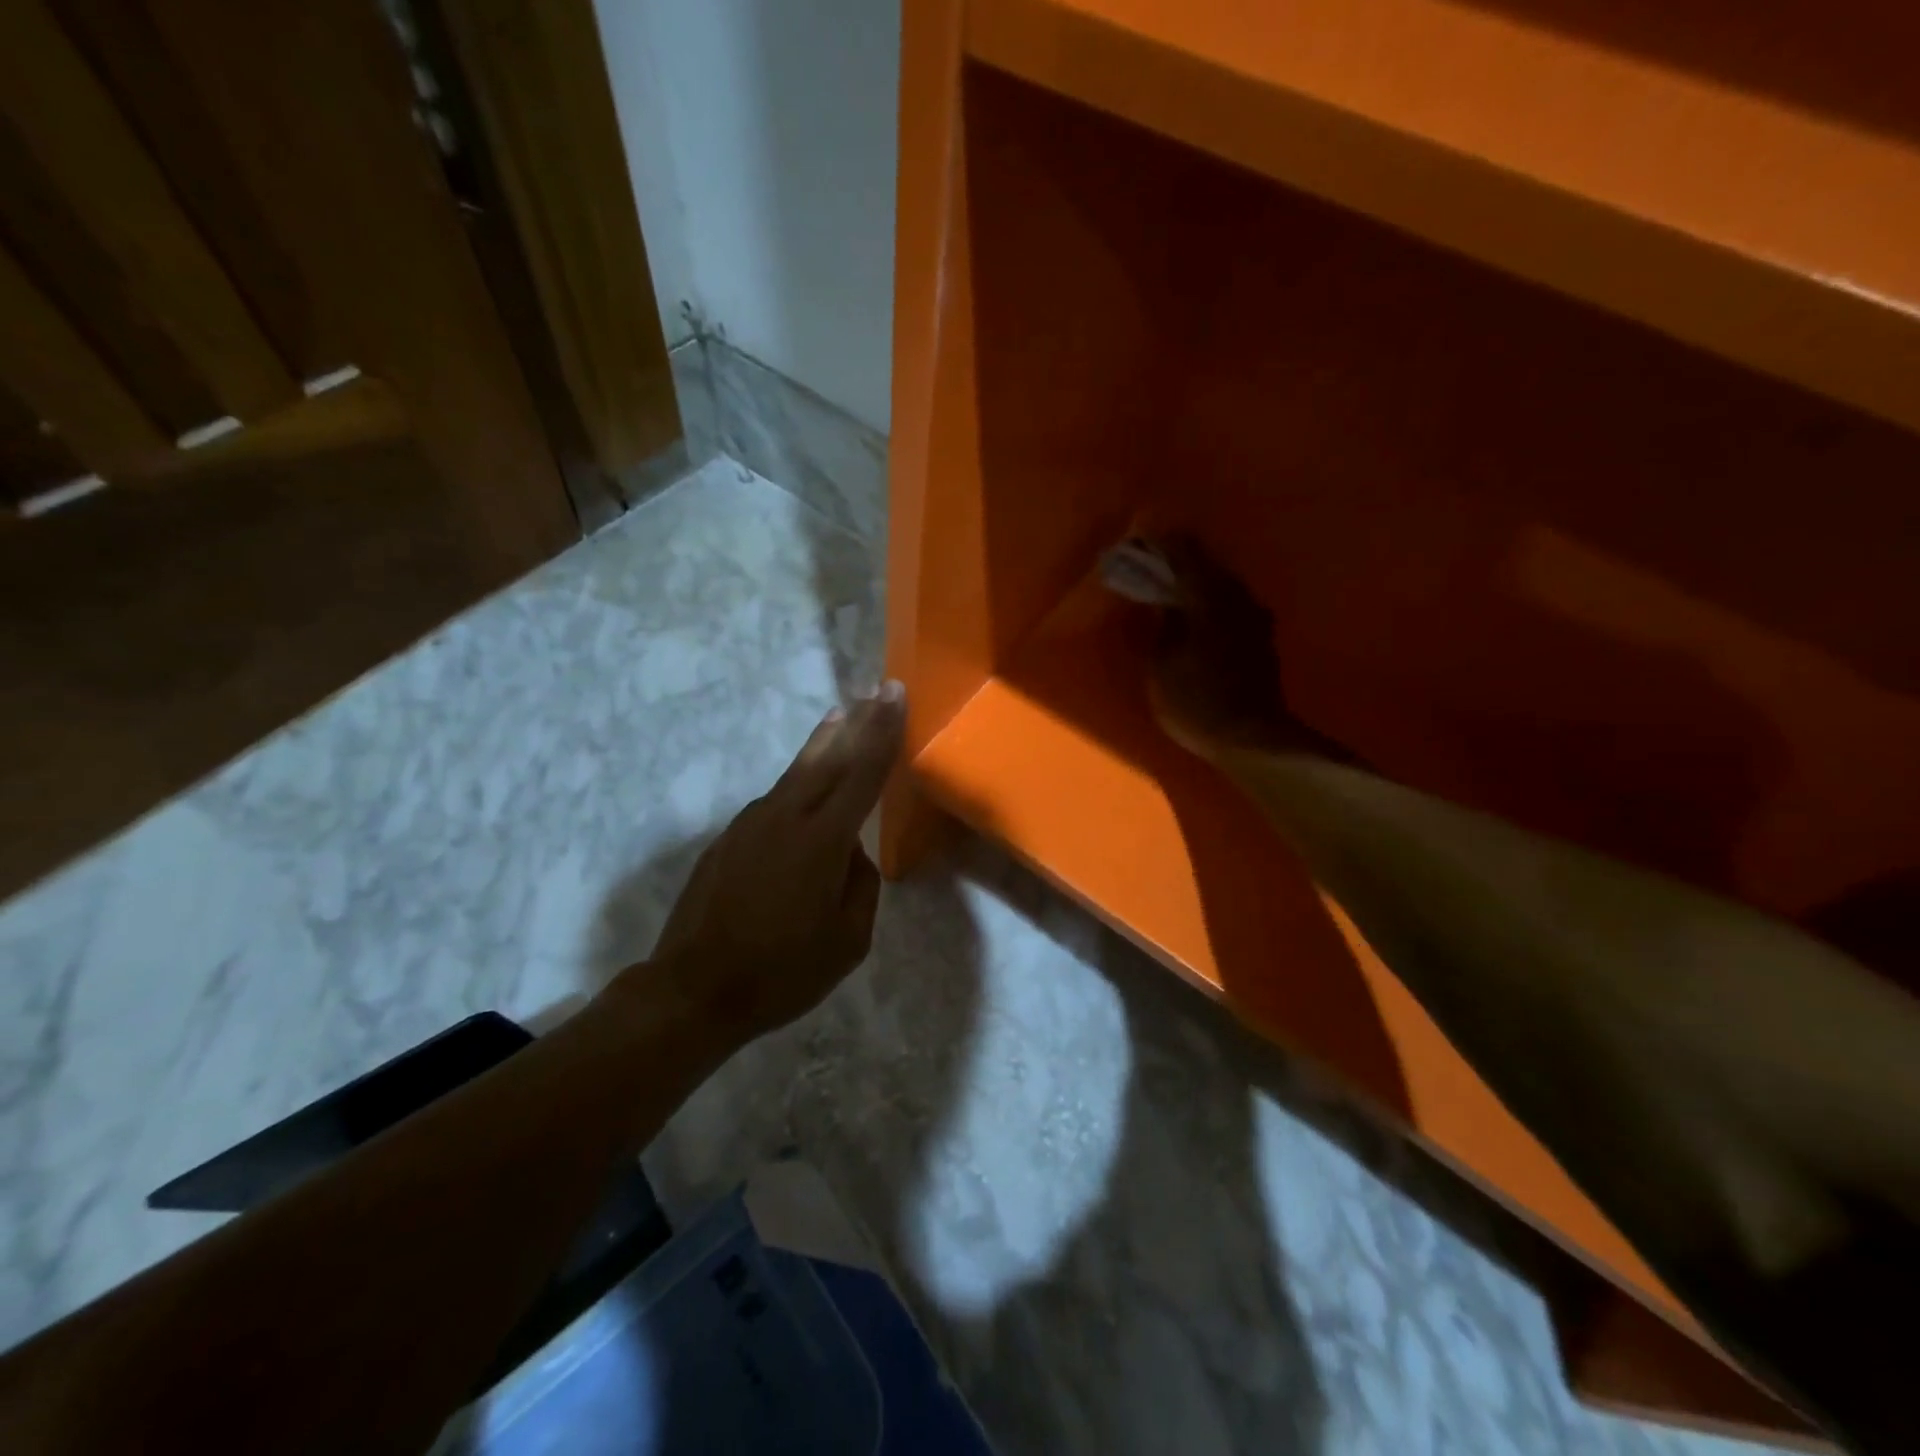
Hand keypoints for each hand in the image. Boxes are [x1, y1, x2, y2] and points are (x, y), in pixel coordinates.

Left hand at [628, 683, 906, 1042]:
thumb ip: (861, 885)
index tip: (894, 693)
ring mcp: (751, 823)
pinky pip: (775, 800)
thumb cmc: (782, 972)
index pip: (863, 772)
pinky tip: (807, 788)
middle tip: (874, 691)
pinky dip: (799, 782)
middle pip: (828, 756)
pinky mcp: (729, 837)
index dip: (883, 730)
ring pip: (797, 772)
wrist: (693, 990)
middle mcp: (786, 817)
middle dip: (856, 721)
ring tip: (840, 716)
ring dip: (824, 743)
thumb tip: (850, 853)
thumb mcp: (849, 941)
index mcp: (823, 840)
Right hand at [1146, 535, 1293, 759]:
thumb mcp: (1162, 663)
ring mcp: (1254, 616)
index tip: (1135, 542)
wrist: (1249, 738)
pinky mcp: (1261, 637)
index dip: (1156, 543)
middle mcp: (1237, 596)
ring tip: (1168, 592)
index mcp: (1208, 596)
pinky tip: (1194, 616)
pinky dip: (1209, 602)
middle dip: (1175, 561)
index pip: (1181, 551)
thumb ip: (1164, 623)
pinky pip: (1230, 604)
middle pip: (1205, 562)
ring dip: (1194, 582)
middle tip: (1148, 567)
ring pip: (1220, 583)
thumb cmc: (1195, 701)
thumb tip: (1165, 600)